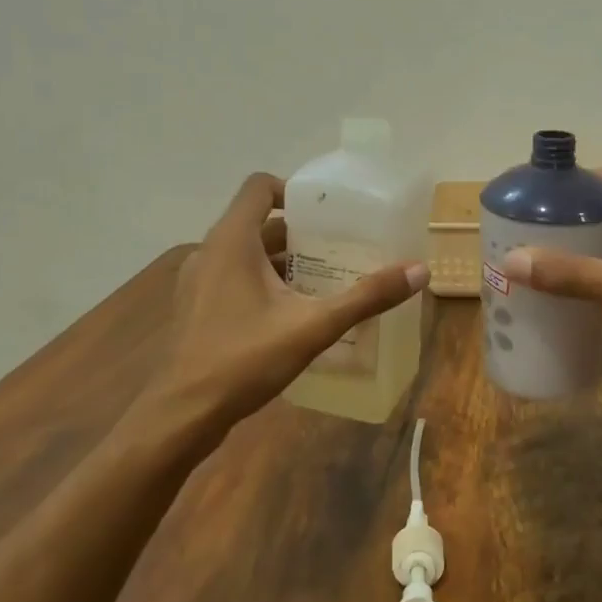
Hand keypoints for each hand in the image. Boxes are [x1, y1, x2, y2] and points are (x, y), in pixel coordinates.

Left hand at [148, 173, 427, 426]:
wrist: (182, 414)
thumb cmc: (244, 360)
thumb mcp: (313, 326)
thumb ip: (366, 297)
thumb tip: (419, 271)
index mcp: (231, 241)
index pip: (259, 186)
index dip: (294, 190)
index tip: (328, 214)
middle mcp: (210, 252)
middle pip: (259, 223)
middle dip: (301, 233)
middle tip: (341, 249)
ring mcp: (199, 282)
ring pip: (247, 254)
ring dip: (284, 261)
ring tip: (326, 280)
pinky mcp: (197, 308)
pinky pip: (235, 279)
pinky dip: (264, 283)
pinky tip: (293, 313)